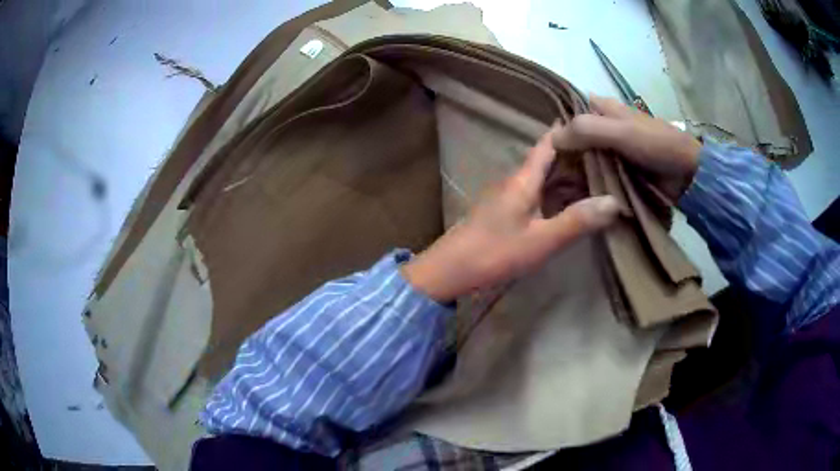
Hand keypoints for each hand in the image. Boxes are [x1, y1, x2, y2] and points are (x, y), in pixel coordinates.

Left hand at [402, 127, 620, 303]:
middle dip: (575, 156)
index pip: (547, 144)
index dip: (568, 132)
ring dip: (566, 177)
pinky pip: (535, 195)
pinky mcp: (504, 213)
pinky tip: (569, 205)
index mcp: (522, 179)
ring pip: (542, 179)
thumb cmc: (495, 252)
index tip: (593, 125)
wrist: (450, 270)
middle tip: (607, 156)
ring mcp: (508, 197)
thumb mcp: (541, 239)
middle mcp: (515, 181)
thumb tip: (615, 202)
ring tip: (597, 178)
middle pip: (548, 161)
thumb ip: (577, 221)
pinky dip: (555, 195)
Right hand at [552, 94, 701, 200]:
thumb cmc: (655, 144)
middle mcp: (606, 127)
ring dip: (575, 170)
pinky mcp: (622, 172)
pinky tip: (575, 195)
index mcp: (605, 108)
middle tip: (545, 173)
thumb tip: (550, 139)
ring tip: (554, 188)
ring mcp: (614, 151)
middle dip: (563, 151)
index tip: (541, 144)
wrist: (686, 173)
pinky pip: (599, 174)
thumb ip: (586, 130)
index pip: (572, 110)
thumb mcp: (620, 131)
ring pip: (586, 157)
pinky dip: (589, 183)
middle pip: (577, 136)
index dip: (558, 122)